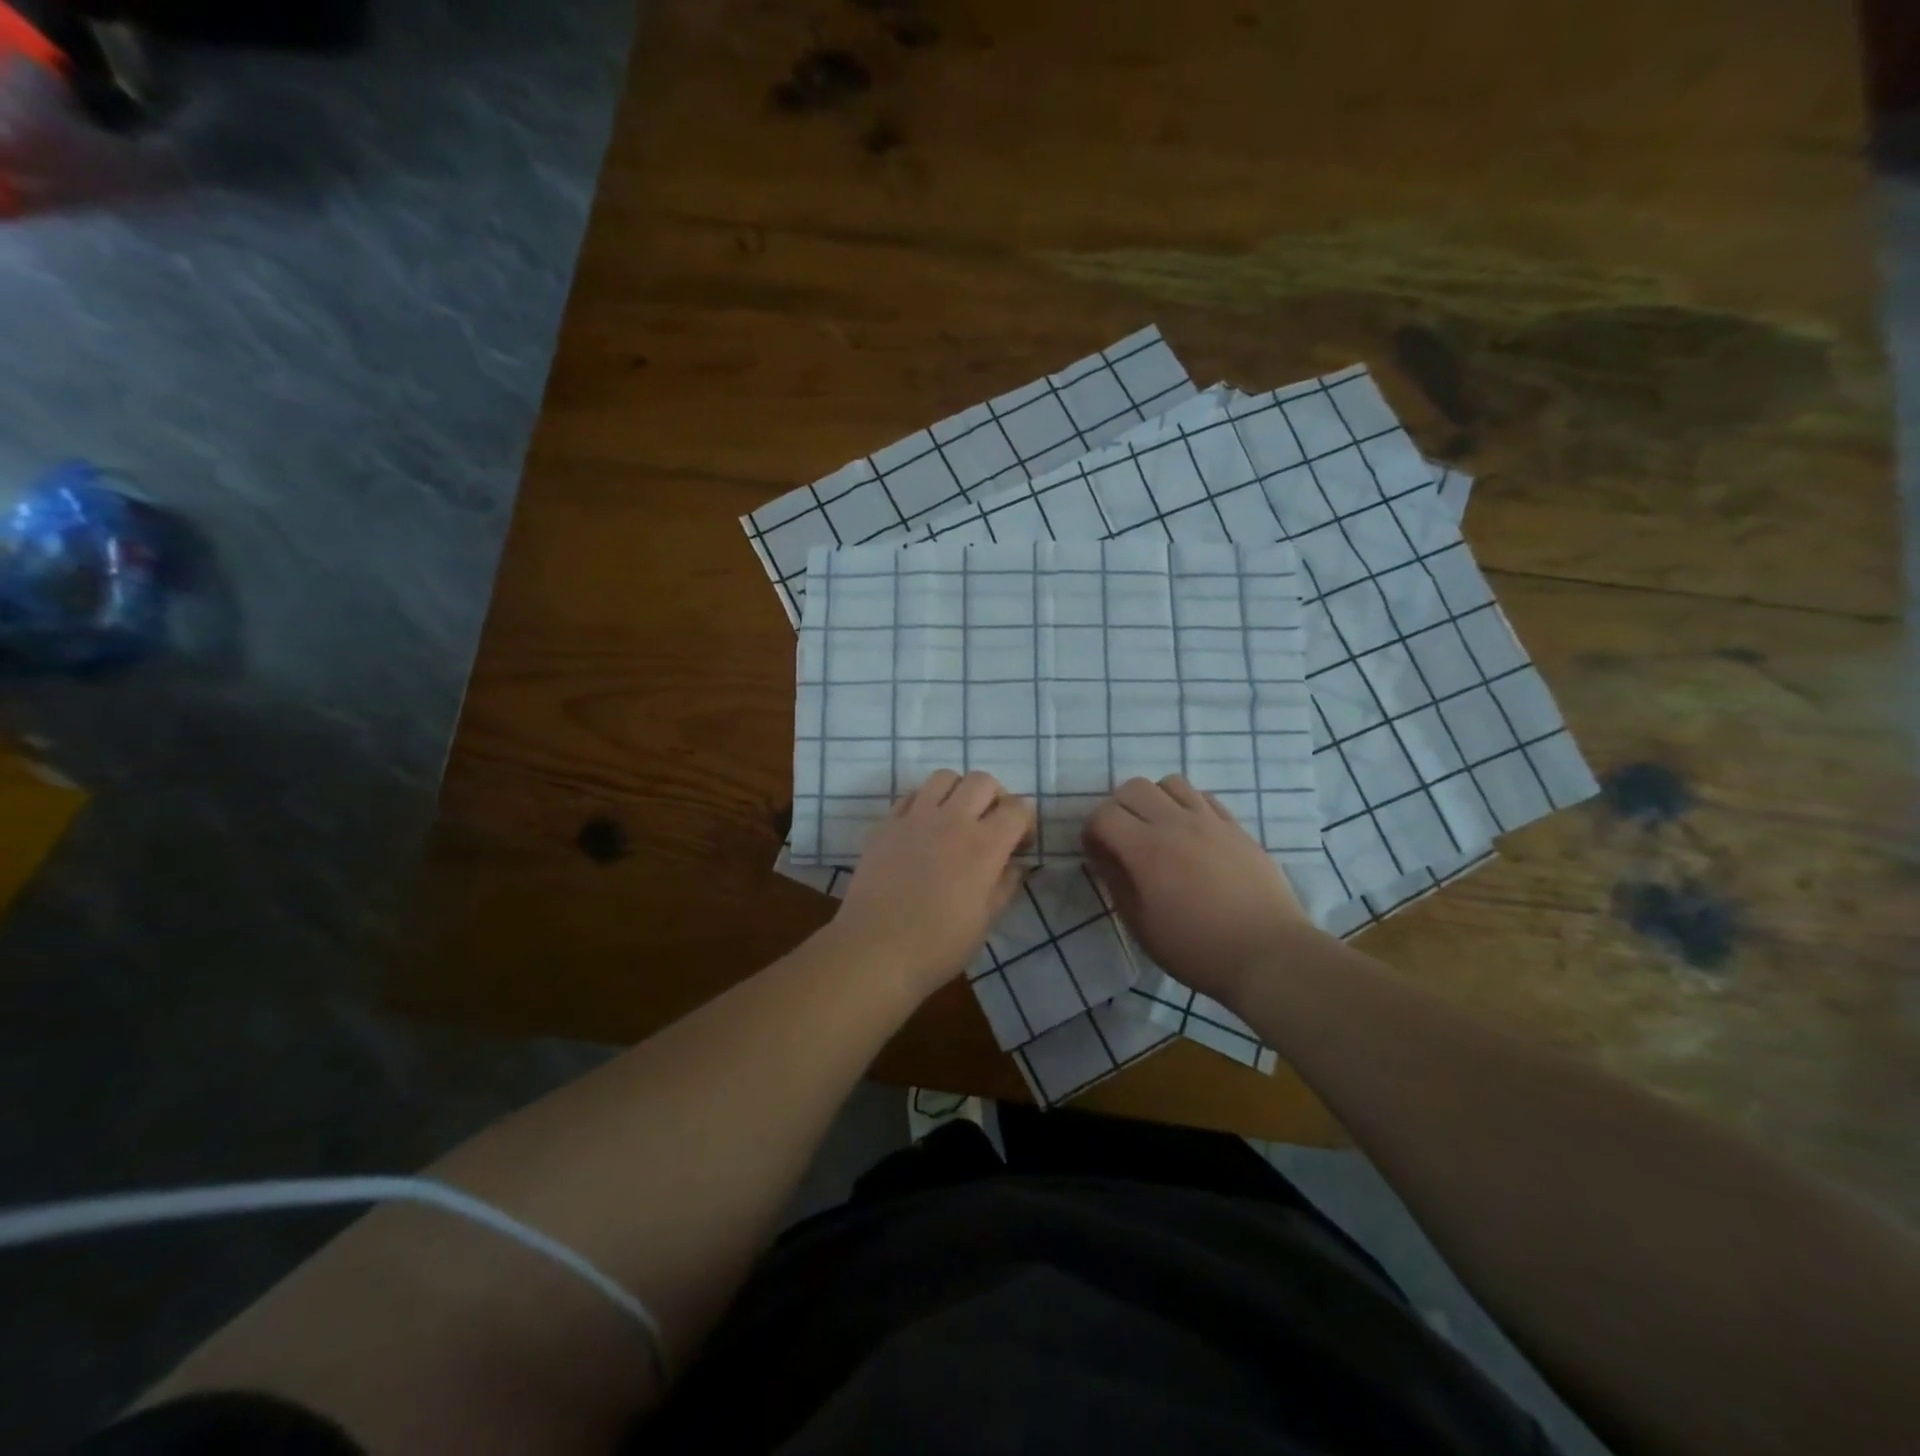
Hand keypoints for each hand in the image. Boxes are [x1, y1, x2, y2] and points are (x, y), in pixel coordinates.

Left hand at [830, 770, 1035, 1001]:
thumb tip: (1013, 864)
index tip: (1020, 844)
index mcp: (984, 846)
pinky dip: (925, 802)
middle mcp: (952, 820)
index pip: (1018, 808)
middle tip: (991, 823)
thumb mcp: (986, 920)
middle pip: (982, 781)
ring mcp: (915, 818)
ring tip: (957, 817)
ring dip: (959, 791)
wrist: (875, 950)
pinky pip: (911, 795)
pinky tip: (924, 827)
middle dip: (996, 797)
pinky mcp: (886, 824)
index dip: (1025, 822)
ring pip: (944, 777)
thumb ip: (1005, 884)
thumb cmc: (938, 945)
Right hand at [1082, 775, 1314, 1005]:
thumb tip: (1104, 857)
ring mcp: (1209, 821)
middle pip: (1133, 787)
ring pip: (1170, 783)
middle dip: (1118, 809)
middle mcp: (1175, 823)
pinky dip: (1187, 806)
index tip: (1097, 855)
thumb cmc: (1196, 949)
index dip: (1091, 832)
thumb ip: (1117, 883)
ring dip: (1154, 801)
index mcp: (1146, 849)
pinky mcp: (1236, 827)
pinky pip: (1203, 797)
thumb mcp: (1141, 926)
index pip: (1103, 815)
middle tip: (1123, 839)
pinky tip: (1191, 834)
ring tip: (1158, 830)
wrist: (1267, 954)